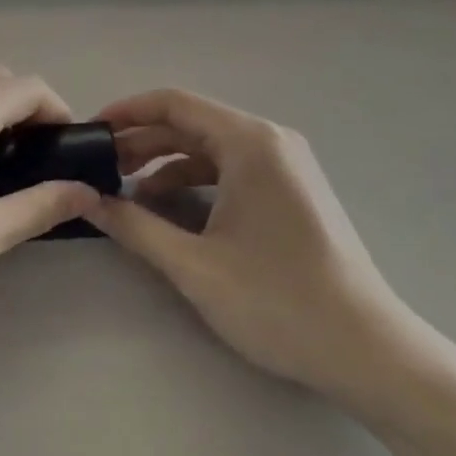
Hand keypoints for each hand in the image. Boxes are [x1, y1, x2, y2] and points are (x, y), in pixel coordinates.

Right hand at [88, 89, 426, 412]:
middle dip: (141, 142)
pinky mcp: (291, 190)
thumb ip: (135, 226)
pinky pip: (231, 169)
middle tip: (98, 169)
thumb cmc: (278, 302)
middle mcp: (270, 140)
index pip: (174, 104)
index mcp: (249, 142)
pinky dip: (194, 181)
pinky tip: (168, 209)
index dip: (126, 112)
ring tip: (125, 192)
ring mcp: (285, 165)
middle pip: (191, 124)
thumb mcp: (194, 265)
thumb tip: (86, 201)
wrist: (369, 352)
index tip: (88, 132)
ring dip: (165, 164)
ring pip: (210, 148)